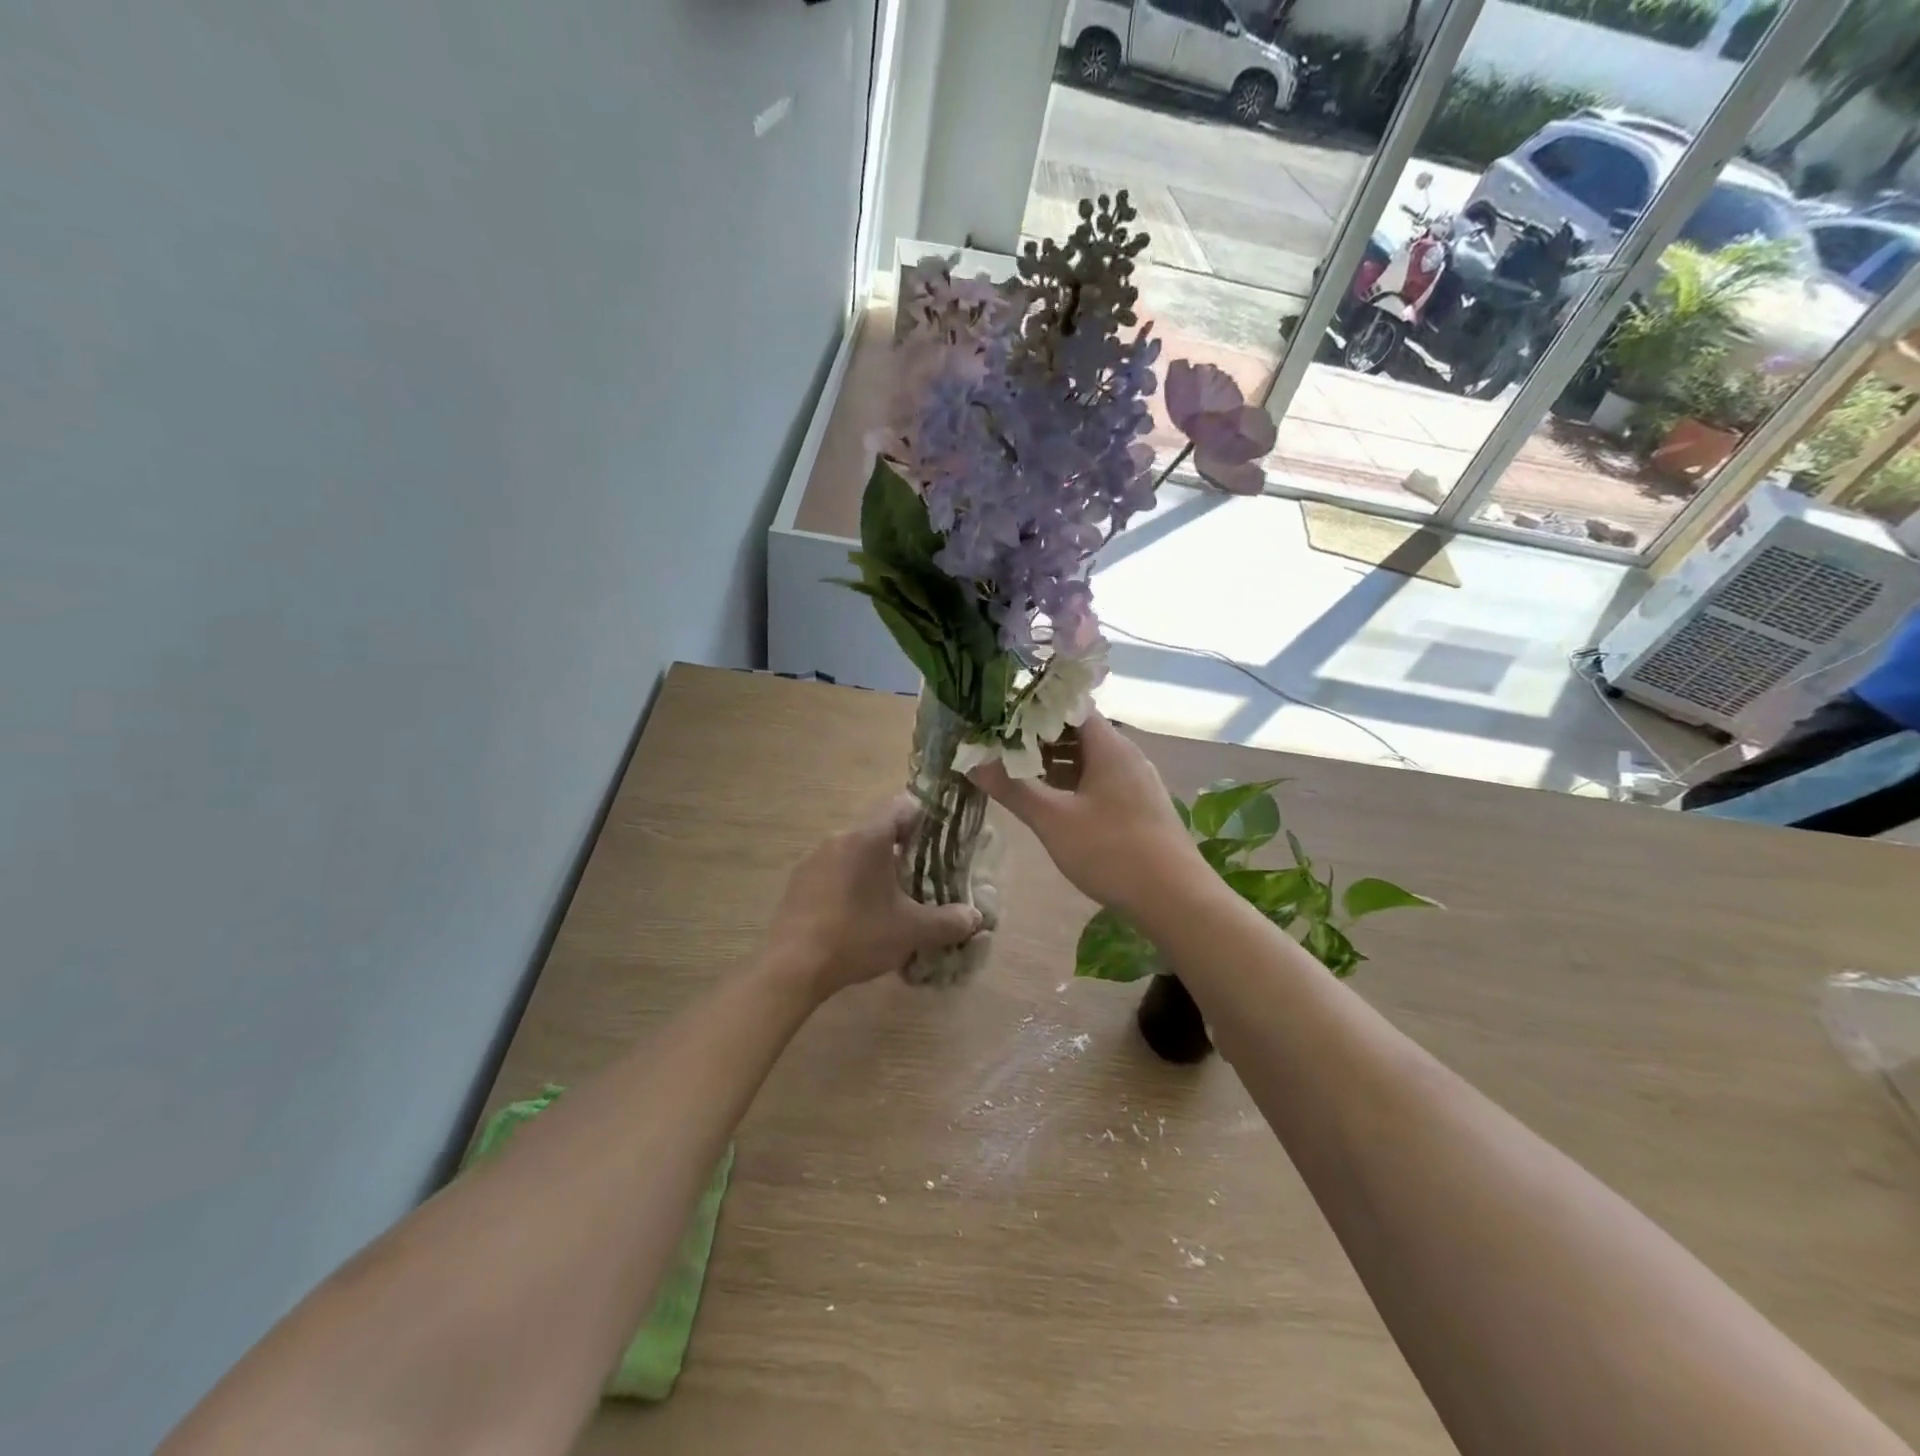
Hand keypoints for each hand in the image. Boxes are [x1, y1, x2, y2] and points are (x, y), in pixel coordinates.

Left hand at [767, 797, 983, 1000]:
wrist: (792, 966)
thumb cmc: (857, 936)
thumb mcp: (911, 931)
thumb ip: (947, 922)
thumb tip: (974, 918)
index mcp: (868, 838)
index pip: (902, 807)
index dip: (925, 818)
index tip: (940, 841)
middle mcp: (839, 838)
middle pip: (878, 831)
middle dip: (902, 850)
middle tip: (922, 877)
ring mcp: (814, 859)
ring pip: (855, 852)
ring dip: (874, 868)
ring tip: (890, 900)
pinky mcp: (798, 882)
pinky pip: (833, 871)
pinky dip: (850, 883)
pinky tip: (857, 915)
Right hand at [968, 712, 1205, 919]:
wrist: (1175, 898)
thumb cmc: (1111, 850)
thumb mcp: (1053, 820)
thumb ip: (1013, 789)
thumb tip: (974, 763)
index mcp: (1109, 746)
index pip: (1071, 707)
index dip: (1036, 709)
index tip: (1003, 718)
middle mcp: (1127, 755)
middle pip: (1080, 733)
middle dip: (1040, 739)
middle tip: (1002, 749)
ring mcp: (1137, 782)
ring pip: (1091, 760)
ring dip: (1057, 764)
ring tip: (1020, 776)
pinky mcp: (1141, 807)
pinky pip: (1102, 782)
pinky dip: (1075, 785)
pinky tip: (1055, 804)